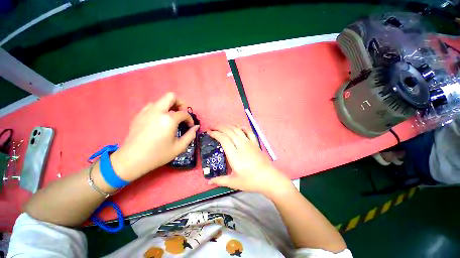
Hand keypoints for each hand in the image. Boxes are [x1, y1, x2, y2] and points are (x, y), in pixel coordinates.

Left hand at [111, 92, 198, 181]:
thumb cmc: (158, 154)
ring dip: (169, 106)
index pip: (184, 113)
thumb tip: (196, 127)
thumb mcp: (179, 147)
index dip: (190, 119)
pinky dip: (159, 110)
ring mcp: (146, 111)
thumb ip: (190, 135)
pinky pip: (152, 107)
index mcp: (168, 119)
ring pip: (161, 101)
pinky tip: (159, 121)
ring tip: (171, 118)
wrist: (132, 160)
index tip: (190, 126)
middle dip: (180, 103)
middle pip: (171, 96)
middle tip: (182, 114)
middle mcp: (157, 111)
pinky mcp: (139, 115)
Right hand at [208, 125, 291, 194]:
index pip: (223, 139)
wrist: (268, 178)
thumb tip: (208, 182)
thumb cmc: (250, 181)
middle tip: (212, 127)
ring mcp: (249, 143)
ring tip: (222, 126)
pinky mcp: (255, 143)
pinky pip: (248, 131)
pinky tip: (238, 127)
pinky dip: (242, 127)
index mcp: (234, 154)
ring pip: (237, 129)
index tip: (209, 132)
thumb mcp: (234, 183)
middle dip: (219, 127)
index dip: (215, 133)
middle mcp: (241, 145)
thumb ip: (220, 180)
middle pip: (229, 131)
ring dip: (229, 126)